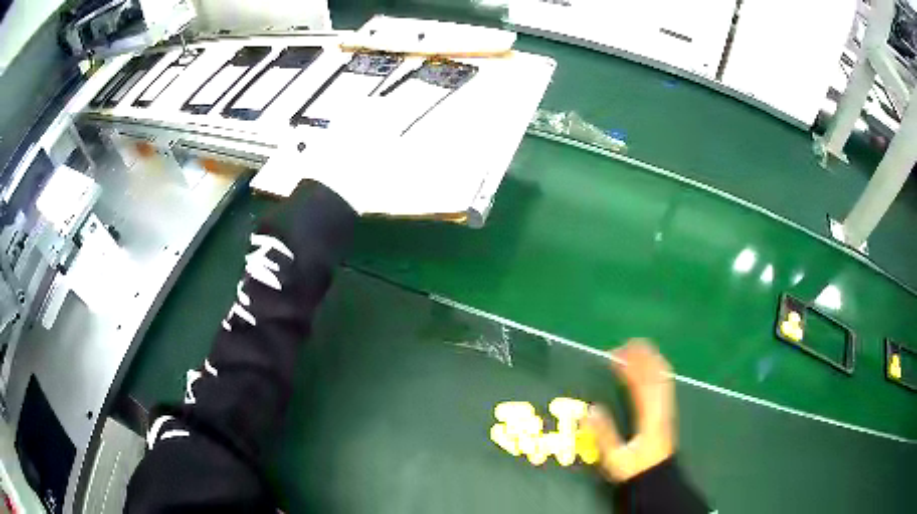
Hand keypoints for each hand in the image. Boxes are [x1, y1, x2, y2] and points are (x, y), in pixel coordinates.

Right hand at [586, 339, 675, 482]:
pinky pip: (665, 383)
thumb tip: (591, 410)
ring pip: (663, 376)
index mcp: (648, 416)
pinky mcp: (667, 411)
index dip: (628, 366)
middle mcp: (660, 407)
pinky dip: (658, 369)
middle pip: (655, 373)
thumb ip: (603, 434)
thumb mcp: (614, 457)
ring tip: (637, 350)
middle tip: (624, 346)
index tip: (614, 355)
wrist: (658, 478)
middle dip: (641, 356)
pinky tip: (651, 367)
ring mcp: (666, 407)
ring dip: (651, 359)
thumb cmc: (634, 469)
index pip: (640, 383)